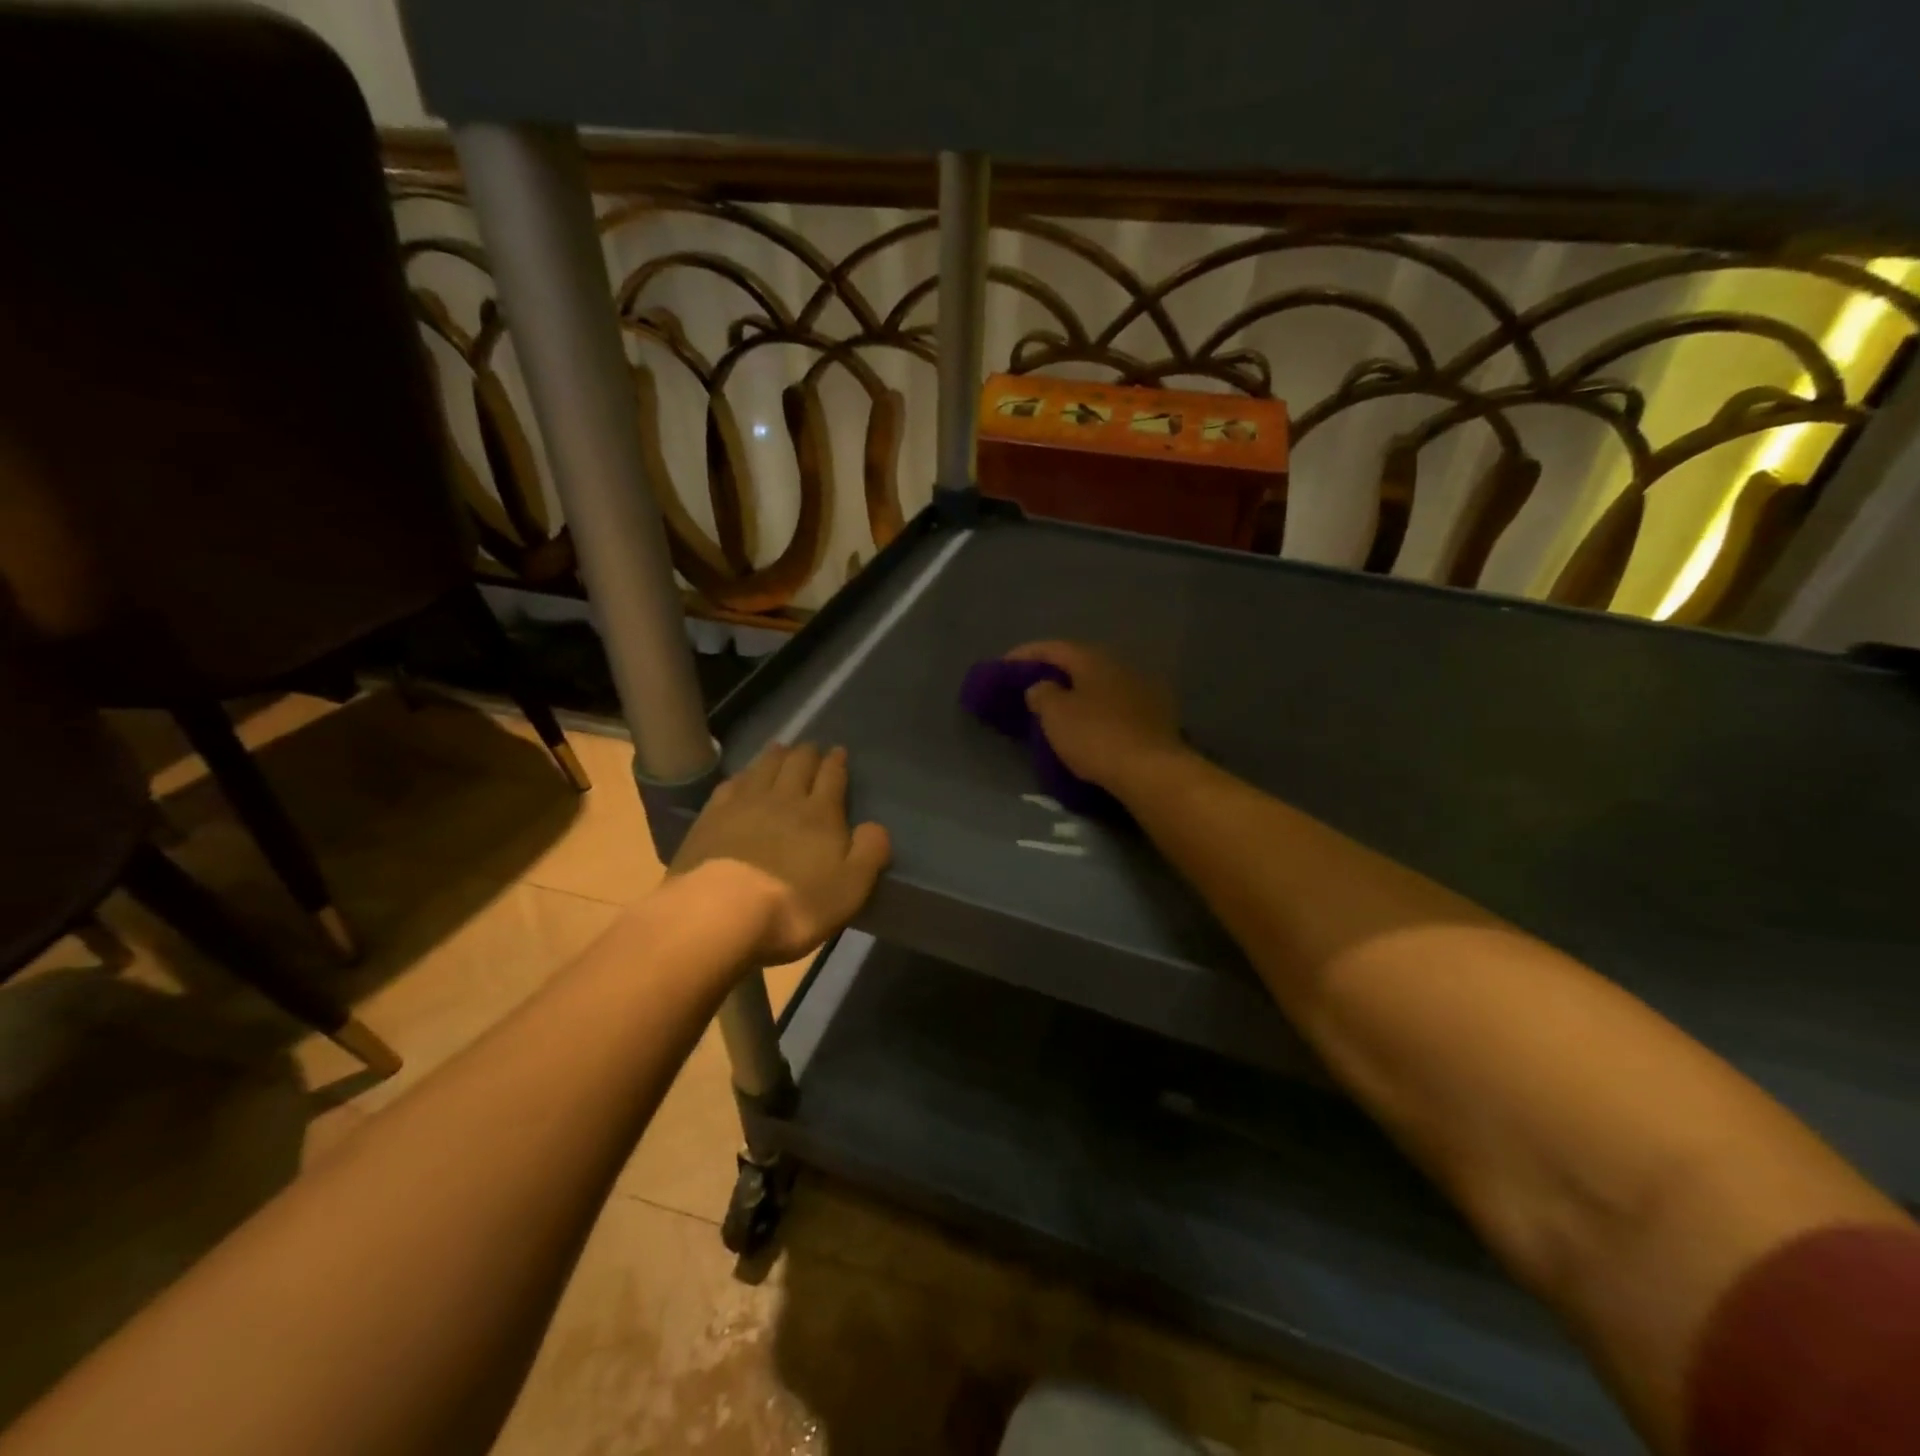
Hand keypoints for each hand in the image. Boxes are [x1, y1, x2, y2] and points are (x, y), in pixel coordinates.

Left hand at [669, 743, 891, 964]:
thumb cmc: (793, 904)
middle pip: (797, 765)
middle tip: (811, 747)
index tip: (839, 751)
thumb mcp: (850, 887)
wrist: (719, 911)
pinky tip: (742, 777)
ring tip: (781, 748)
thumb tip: (876, 826)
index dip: (837, 763)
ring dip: (775, 756)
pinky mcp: (711, 818)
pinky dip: (742, 775)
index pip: (832, 777)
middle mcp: (784, 798)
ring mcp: (743, 804)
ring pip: (764, 768)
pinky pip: (731, 785)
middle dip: (807, 753)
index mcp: (820, 814)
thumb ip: (870, 852)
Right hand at [1005, 641, 1184, 790]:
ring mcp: (1143, 690)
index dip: (1026, 654)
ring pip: (1101, 684)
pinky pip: (1116, 706)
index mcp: (1094, 659)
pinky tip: (1089, 724)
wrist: (1151, 771)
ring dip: (1078, 692)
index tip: (1004, 666)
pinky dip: (1097, 710)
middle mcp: (1121, 666)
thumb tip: (1041, 686)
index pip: (1053, 647)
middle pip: (1080, 663)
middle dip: (1054, 672)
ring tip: (1058, 708)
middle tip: (1031, 686)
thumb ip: (1042, 694)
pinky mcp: (1156, 717)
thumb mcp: (1055, 715)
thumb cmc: (1096, 736)